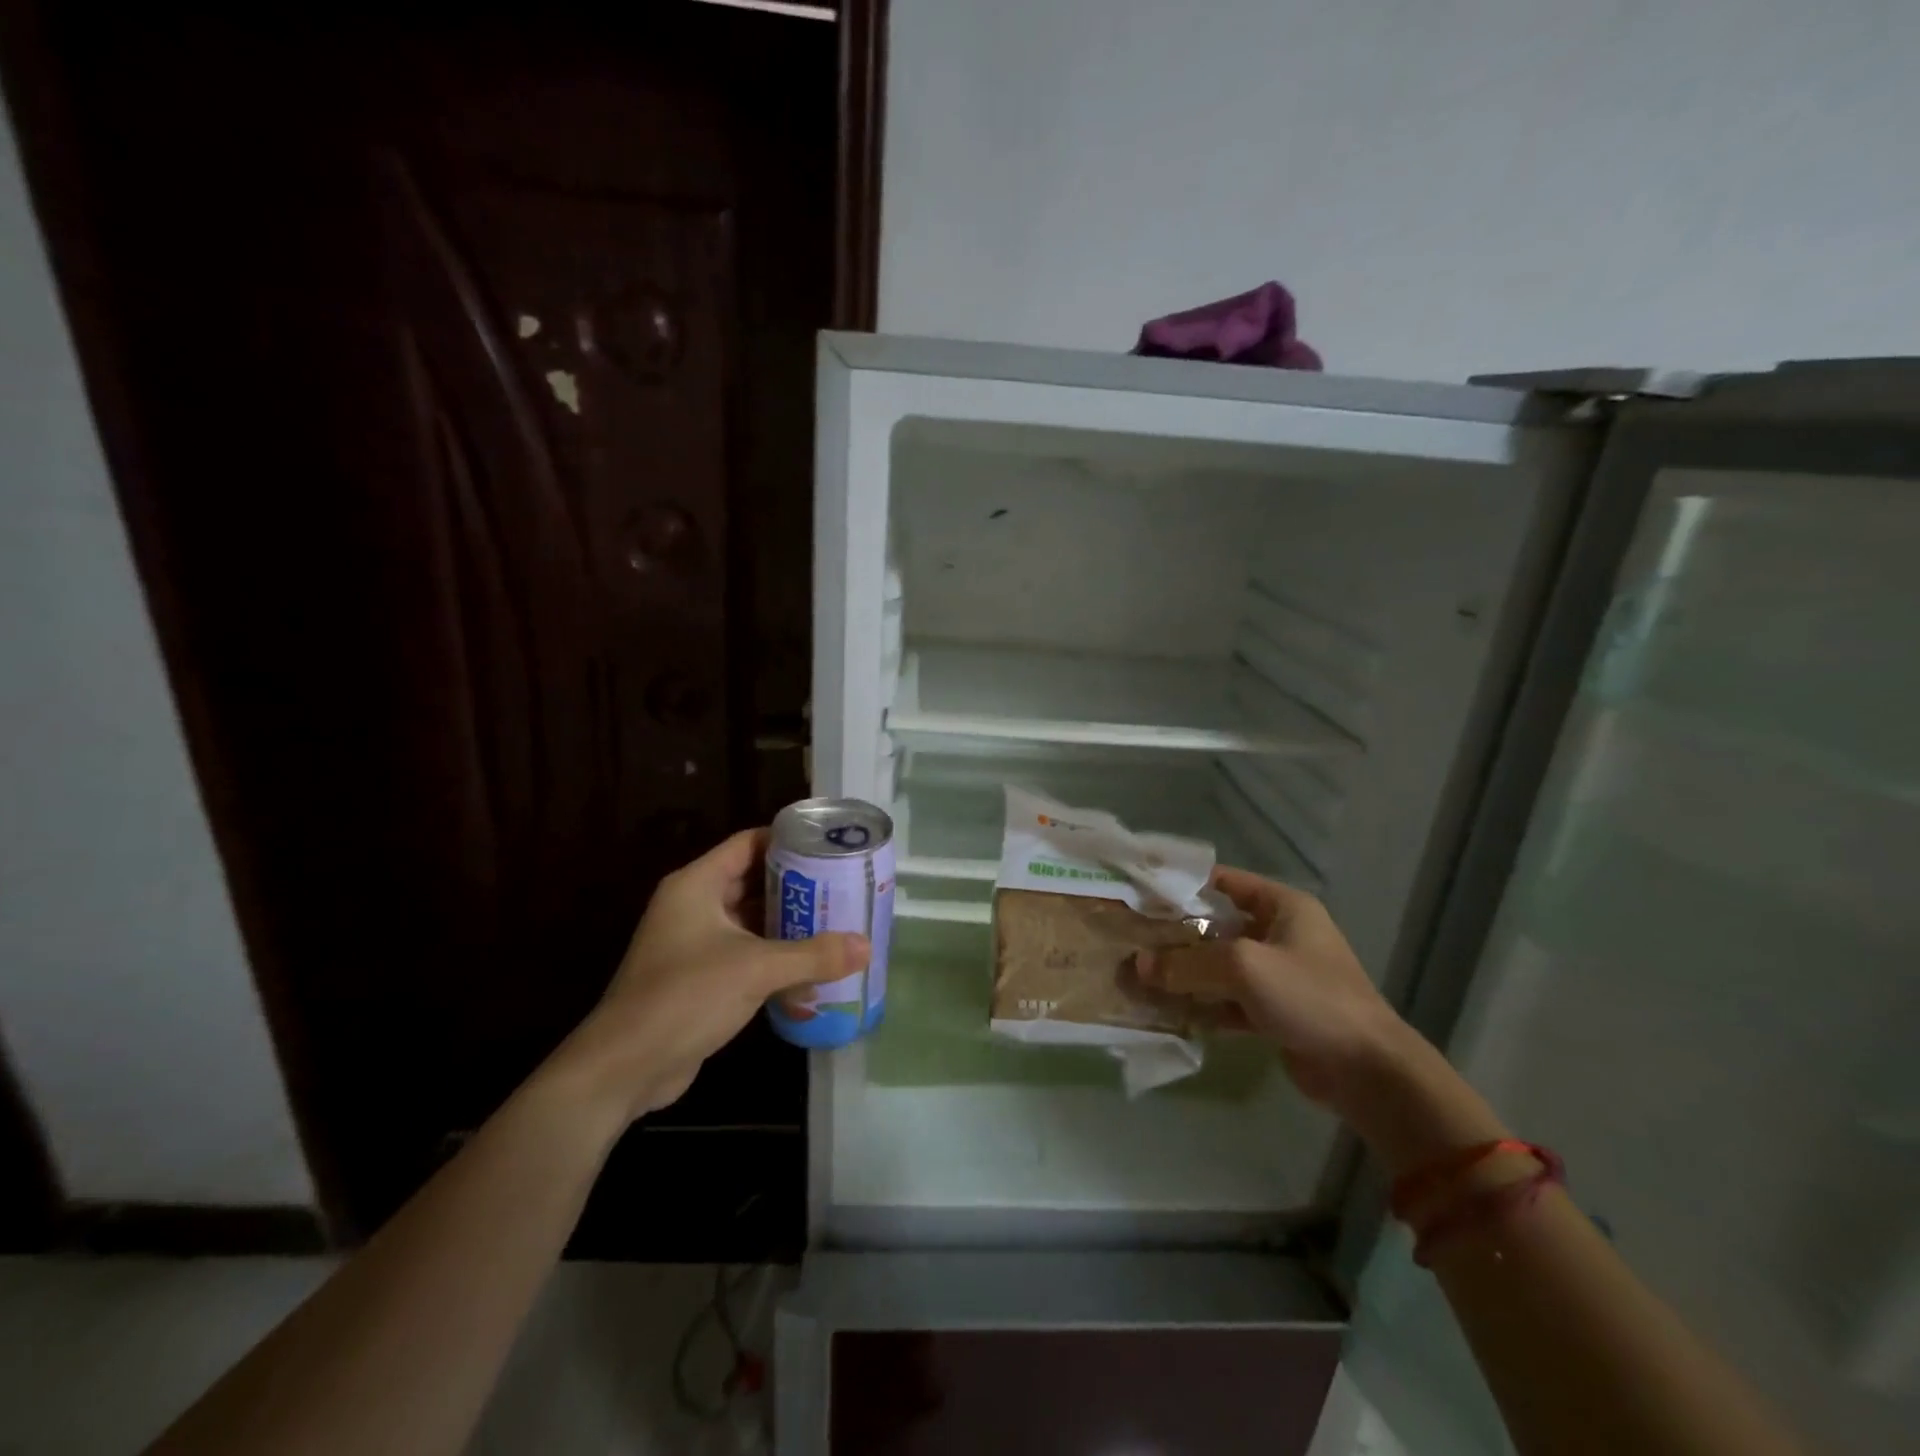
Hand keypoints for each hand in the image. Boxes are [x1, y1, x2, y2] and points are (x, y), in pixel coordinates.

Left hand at [549, 829, 868, 1120]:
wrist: (625, 1067)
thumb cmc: (685, 996)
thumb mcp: (755, 969)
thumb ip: (813, 955)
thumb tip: (867, 946)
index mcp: (697, 885)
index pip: (748, 844)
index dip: (788, 841)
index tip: (829, 847)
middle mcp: (693, 905)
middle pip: (753, 881)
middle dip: (797, 886)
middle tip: (843, 887)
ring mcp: (694, 943)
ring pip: (750, 921)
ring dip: (788, 924)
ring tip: (837, 923)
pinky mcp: (699, 977)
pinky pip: (745, 954)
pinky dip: (774, 957)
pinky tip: (812, 969)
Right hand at [1134, 867, 1406, 1112]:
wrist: (1368, 1071)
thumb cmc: (1310, 997)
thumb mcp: (1244, 967)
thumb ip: (1187, 963)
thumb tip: (1138, 964)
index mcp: (1283, 907)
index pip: (1225, 882)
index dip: (1184, 885)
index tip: (1142, 893)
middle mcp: (1280, 934)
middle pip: (1217, 926)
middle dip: (1177, 935)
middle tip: (1132, 939)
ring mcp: (1279, 975)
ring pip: (1220, 966)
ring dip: (1185, 974)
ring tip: (1140, 977)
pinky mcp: (1275, 1012)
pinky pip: (1228, 1000)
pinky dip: (1202, 1004)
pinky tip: (1169, 1011)